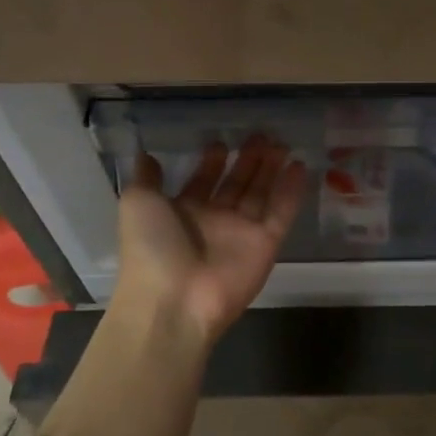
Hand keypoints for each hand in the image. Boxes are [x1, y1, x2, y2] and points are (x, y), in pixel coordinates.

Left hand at [115, 137, 307, 348]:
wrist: (174, 299)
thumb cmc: (152, 248)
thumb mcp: (137, 203)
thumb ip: (146, 177)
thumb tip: (146, 154)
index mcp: (182, 212)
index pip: (203, 181)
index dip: (213, 162)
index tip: (222, 141)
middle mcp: (214, 220)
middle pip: (236, 184)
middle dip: (249, 160)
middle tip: (262, 136)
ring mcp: (242, 233)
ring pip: (261, 194)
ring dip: (271, 169)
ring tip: (281, 144)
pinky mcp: (266, 244)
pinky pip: (281, 212)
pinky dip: (291, 191)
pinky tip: (298, 166)